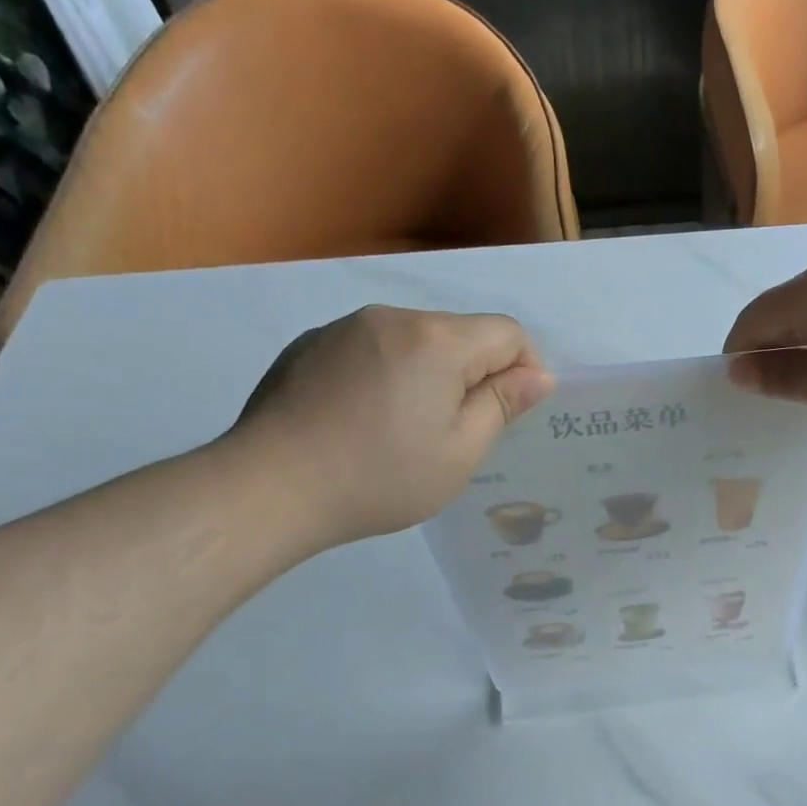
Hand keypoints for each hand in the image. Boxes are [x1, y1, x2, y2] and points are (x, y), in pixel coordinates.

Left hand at [228, 305, 553, 548]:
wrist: (268, 487)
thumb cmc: (380, 477)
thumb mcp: (460, 452)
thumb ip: (502, 405)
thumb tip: (538, 376)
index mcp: (437, 341)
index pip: (508, 334)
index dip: (525, 369)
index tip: (510, 414)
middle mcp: (392, 318)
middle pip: (459, 334)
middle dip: (473, 374)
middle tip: (455, 433)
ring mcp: (344, 328)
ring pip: (413, 341)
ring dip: (428, 374)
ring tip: (403, 429)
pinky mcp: (309, 345)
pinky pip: (370, 350)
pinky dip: (384, 375)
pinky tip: (360, 421)